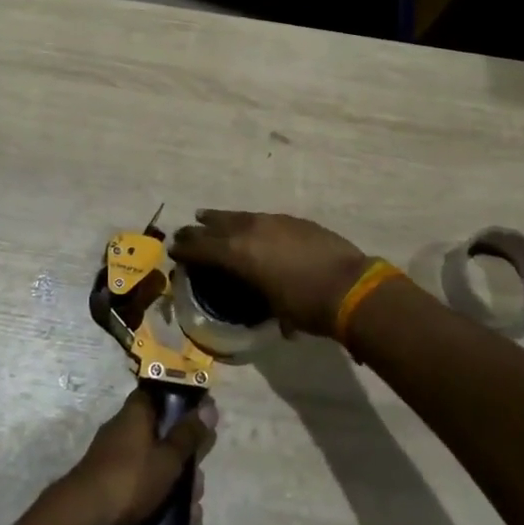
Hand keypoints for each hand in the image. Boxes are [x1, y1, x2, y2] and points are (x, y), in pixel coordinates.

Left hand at [61, 391, 216, 524]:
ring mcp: (115, 458)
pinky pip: (142, 484)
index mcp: (136, 413)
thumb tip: (209, 407)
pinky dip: (159, 498)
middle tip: (198, 483)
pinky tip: (177, 524)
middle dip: (184, 459)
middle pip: (162, 435)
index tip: (201, 420)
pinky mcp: (109, 484)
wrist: (83, 517)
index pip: (159, 394)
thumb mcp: (168, 458)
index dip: (182, 403)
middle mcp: (124, 429)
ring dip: (176, 484)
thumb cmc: (131, 478)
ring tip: (192, 512)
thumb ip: (189, 435)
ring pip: (154, 464)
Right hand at [171, 209, 371, 337]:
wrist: (349, 286)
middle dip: (198, 230)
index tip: (173, 249)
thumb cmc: (306, 307)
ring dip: (221, 219)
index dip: (185, 249)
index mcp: (238, 253)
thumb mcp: (271, 308)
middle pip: (215, 226)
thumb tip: (257, 301)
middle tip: (184, 232)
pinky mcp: (293, 220)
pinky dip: (249, 223)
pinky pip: (261, 219)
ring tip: (208, 217)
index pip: (201, 248)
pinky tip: (251, 227)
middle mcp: (250, 230)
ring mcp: (273, 221)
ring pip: (238, 217)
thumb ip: (255, 296)